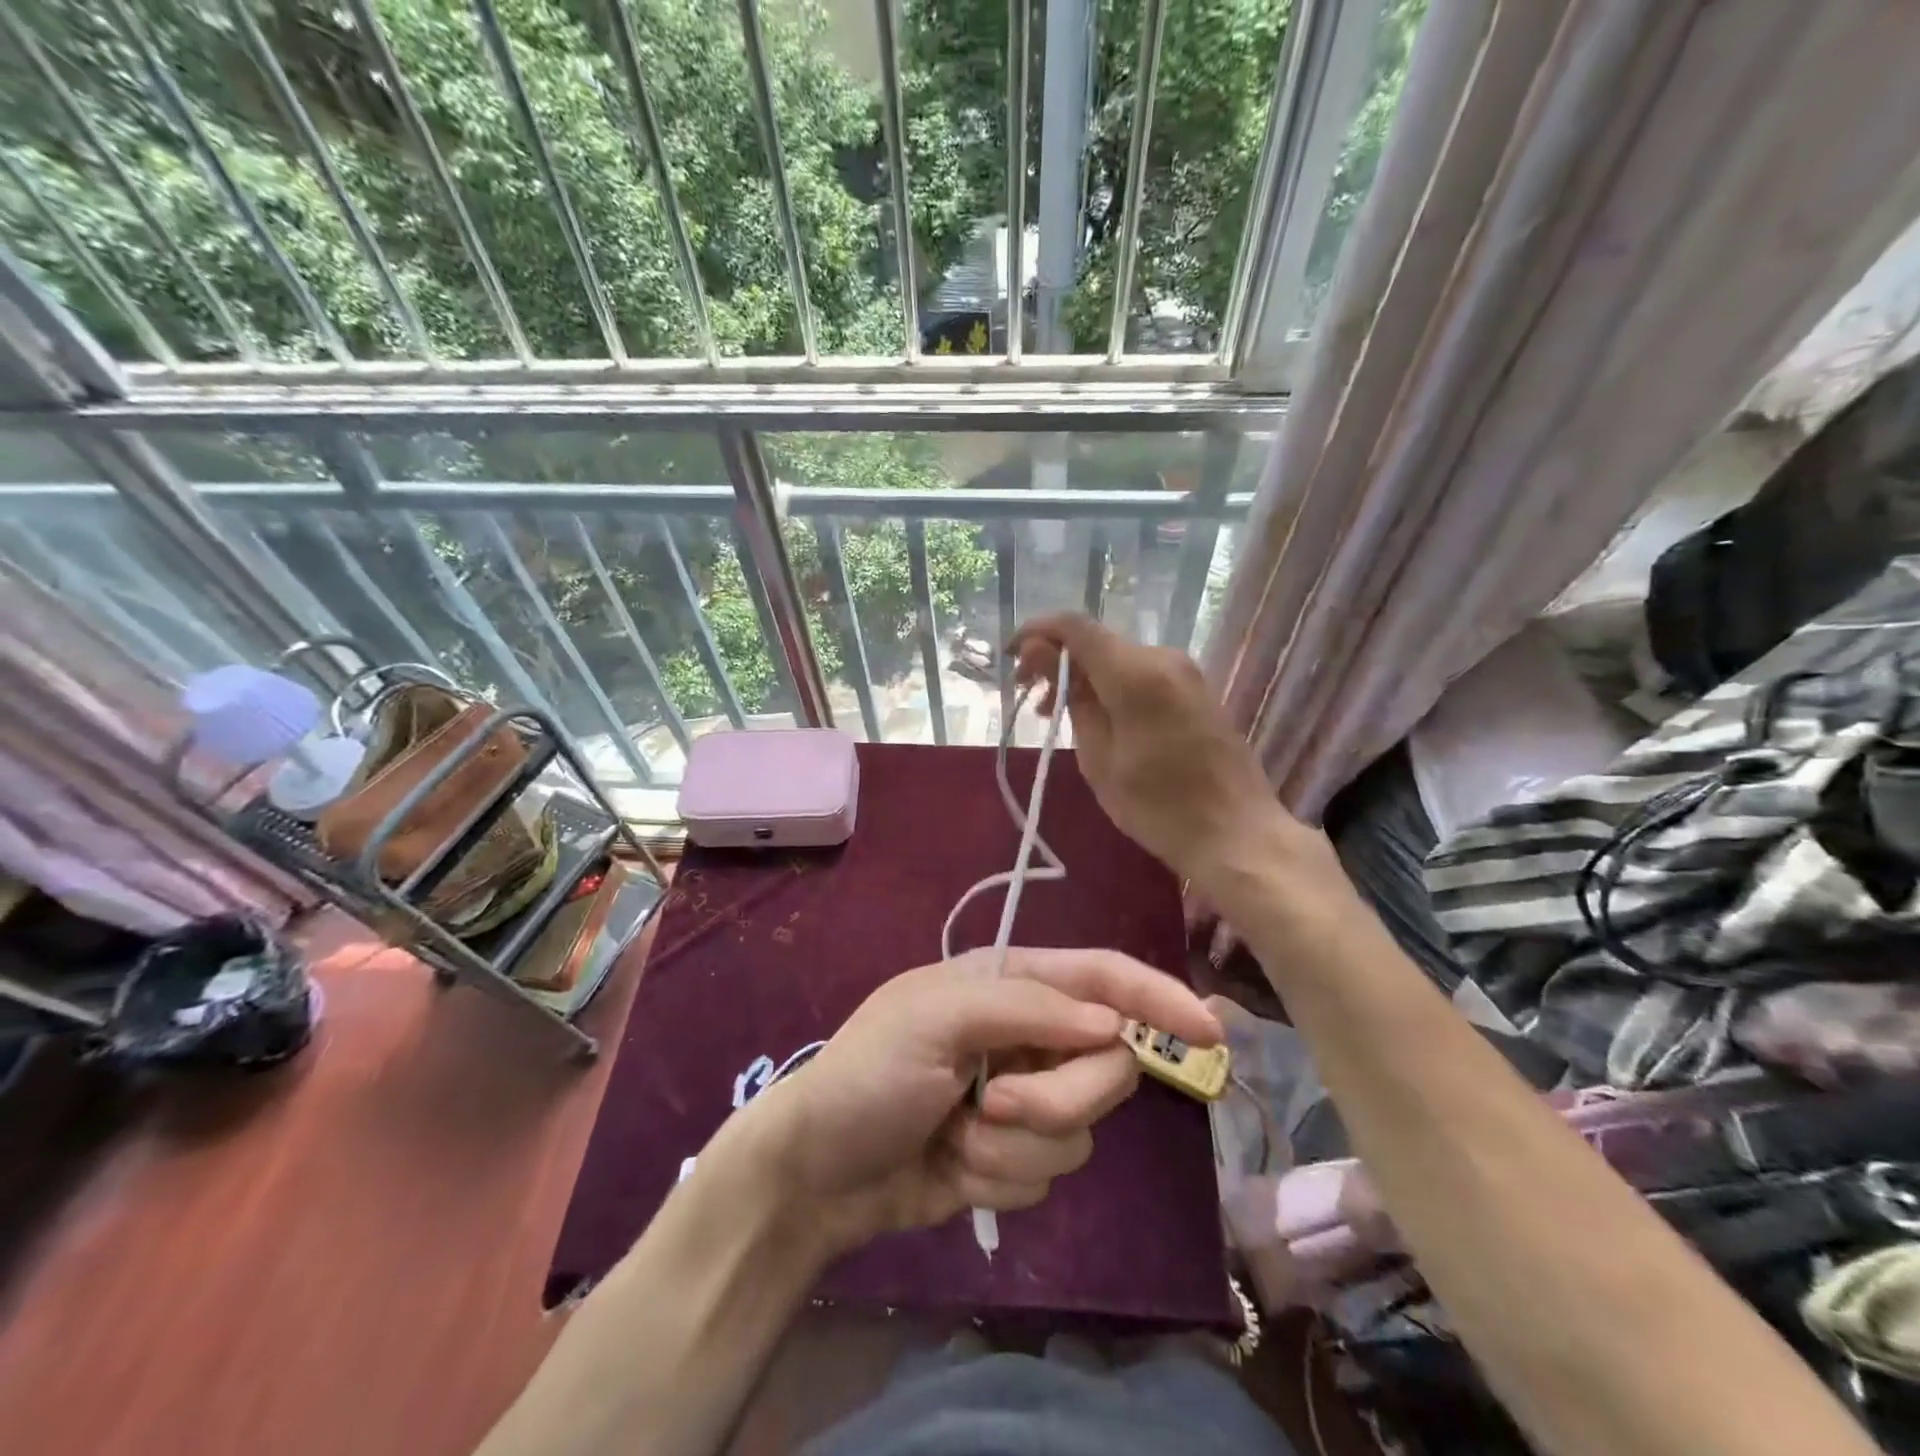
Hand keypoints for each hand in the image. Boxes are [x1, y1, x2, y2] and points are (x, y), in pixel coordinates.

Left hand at [739, 946, 1221, 1254]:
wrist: (818, 1171)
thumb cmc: (870, 1073)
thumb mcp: (937, 1018)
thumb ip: (1029, 1008)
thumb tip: (1115, 1023)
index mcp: (1010, 982)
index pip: (1102, 976)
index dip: (1158, 996)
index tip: (1210, 1030)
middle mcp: (1028, 1033)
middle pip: (1106, 1062)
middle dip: (1058, 1094)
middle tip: (994, 1102)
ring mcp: (1025, 1095)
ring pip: (1082, 1125)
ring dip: (1019, 1142)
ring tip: (959, 1134)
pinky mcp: (1016, 1153)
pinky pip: (1051, 1171)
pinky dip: (1003, 1177)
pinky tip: (955, 1166)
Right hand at [1008, 612, 1285, 882]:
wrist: (1237, 834)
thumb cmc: (1158, 806)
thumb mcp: (1099, 758)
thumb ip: (1072, 698)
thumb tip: (1042, 655)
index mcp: (1135, 673)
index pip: (1074, 627)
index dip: (1035, 632)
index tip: (1009, 657)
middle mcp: (1163, 658)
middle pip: (1096, 642)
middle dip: (1056, 662)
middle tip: (1030, 700)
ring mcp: (1185, 673)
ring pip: (1117, 659)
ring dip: (1082, 678)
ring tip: (1055, 715)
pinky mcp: (1195, 691)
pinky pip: (1141, 674)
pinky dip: (1110, 687)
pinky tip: (1096, 719)